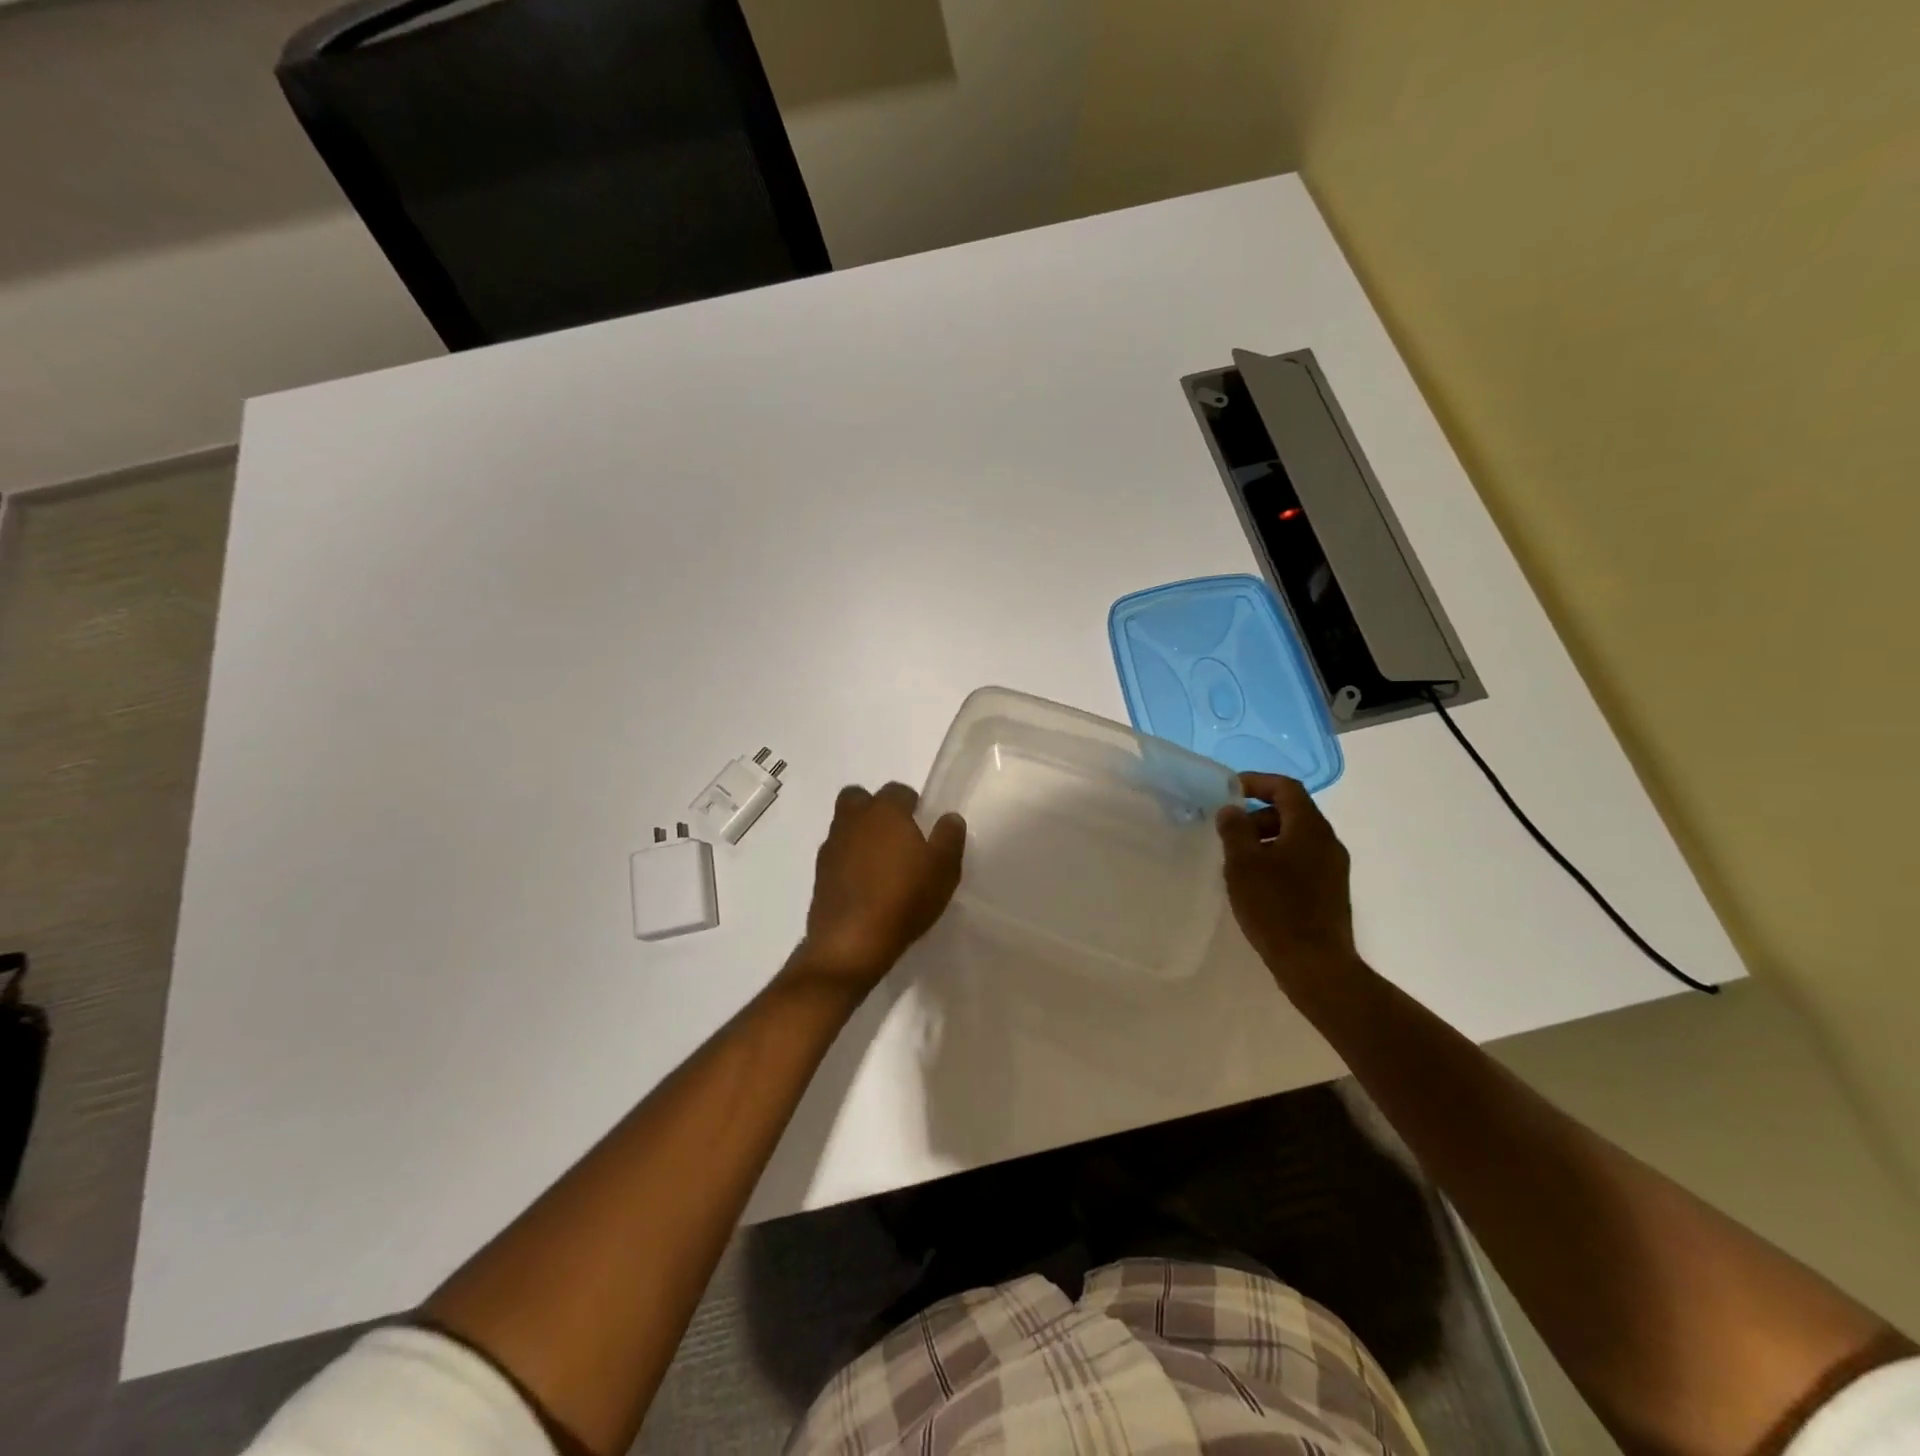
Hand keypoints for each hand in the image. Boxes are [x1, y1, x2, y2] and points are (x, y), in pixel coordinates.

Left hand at [791, 783, 964, 994]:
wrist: (852, 942)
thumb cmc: (904, 898)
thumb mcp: (944, 869)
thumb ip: (949, 837)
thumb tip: (949, 818)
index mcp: (884, 811)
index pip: (897, 790)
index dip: (912, 804)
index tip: (923, 826)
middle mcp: (852, 821)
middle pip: (858, 798)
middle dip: (875, 809)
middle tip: (896, 836)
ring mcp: (831, 847)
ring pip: (844, 826)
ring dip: (860, 835)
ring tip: (881, 864)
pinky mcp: (819, 874)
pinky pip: (836, 855)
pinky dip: (848, 862)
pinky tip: (865, 886)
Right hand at [1217, 773, 1356, 995]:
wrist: (1316, 965)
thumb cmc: (1275, 907)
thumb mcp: (1243, 864)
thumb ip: (1235, 829)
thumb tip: (1232, 809)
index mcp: (1310, 828)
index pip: (1286, 788)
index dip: (1257, 782)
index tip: (1229, 790)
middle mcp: (1327, 842)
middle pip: (1292, 812)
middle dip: (1257, 814)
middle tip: (1229, 831)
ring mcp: (1333, 868)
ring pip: (1296, 838)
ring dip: (1266, 839)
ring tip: (1238, 860)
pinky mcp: (1330, 891)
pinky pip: (1301, 861)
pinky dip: (1277, 859)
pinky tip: (1256, 884)